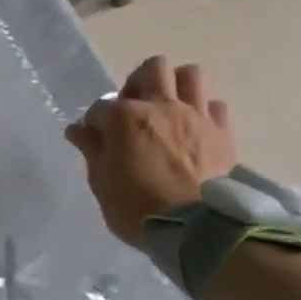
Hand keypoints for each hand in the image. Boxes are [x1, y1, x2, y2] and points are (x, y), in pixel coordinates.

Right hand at [65, 58, 237, 246]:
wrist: (197, 230)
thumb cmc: (138, 208)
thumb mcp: (102, 183)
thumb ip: (92, 150)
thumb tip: (78, 129)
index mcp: (125, 117)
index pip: (100, 107)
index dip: (95, 124)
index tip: (95, 141)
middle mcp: (161, 105)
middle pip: (152, 68)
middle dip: (139, 83)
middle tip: (134, 109)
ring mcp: (195, 115)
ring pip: (190, 74)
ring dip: (176, 85)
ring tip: (168, 108)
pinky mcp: (222, 132)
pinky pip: (215, 105)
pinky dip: (204, 112)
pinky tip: (195, 128)